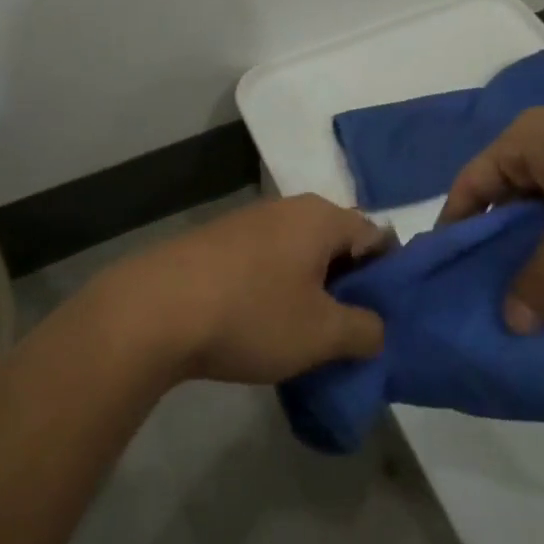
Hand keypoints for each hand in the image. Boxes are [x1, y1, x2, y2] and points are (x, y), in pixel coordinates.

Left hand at [103, 195, 389, 384]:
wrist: (157, 309)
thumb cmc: (253, 314)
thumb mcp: (322, 334)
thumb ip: (364, 330)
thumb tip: (376, 327)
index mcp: (320, 217)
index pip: (376, 237)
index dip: (387, 278)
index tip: (384, 319)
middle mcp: (288, 208)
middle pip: (336, 244)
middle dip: (348, 287)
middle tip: (349, 334)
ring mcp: (249, 221)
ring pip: (300, 254)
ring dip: (311, 290)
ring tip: (308, 336)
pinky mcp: (220, 241)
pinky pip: (267, 262)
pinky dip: (277, 289)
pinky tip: (265, 325)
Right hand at [438, 99, 543, 333]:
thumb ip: (543, 276)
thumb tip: (511, 324)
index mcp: (528, 140)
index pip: (472, 183)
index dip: (456, 225)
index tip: (445, 273)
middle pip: (509, 204)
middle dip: (501, 252)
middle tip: (486, 303)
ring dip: (543, 263)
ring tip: (527, 313)